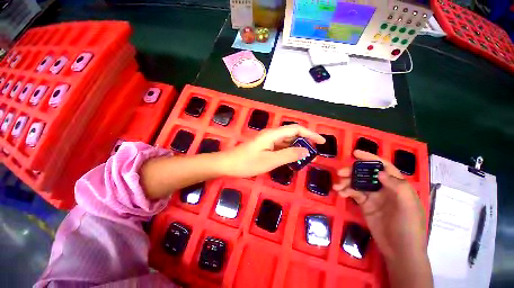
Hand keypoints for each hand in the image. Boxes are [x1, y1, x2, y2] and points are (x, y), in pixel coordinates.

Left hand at [220, 124, 324, 177]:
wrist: (228, 164)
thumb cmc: (247, 163)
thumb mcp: (270, 161)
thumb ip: (289, 155)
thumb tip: (306, 150)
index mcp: (273, 135)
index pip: (296, 129)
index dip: (310, 134)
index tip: (321, 142)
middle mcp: (271, 135)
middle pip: (292, 134)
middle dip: (305, 142)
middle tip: (314, 154)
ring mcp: (268, 141)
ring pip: (287, 142)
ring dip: (297, 148)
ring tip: (306, 158)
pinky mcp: (265, 147)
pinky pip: (280, 147)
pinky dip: (288, 152)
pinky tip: (292, 160)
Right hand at [333, 150, 427, 260]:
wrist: (400, 251)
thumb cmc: (409, 227)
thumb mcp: (409, 207)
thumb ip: (397, 186)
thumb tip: (379, 172)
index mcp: (397, 185)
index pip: (383, 166)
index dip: (370, 158)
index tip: (355, 153)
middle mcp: (384, 188)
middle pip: (366, 173)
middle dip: (352, 171)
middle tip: (340, 173)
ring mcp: (374, 196)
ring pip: (357, 183)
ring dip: (346, 182)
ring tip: (337, 186)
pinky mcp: (365, 205)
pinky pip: (353, 193)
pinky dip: (346, 191)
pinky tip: (340, 194)